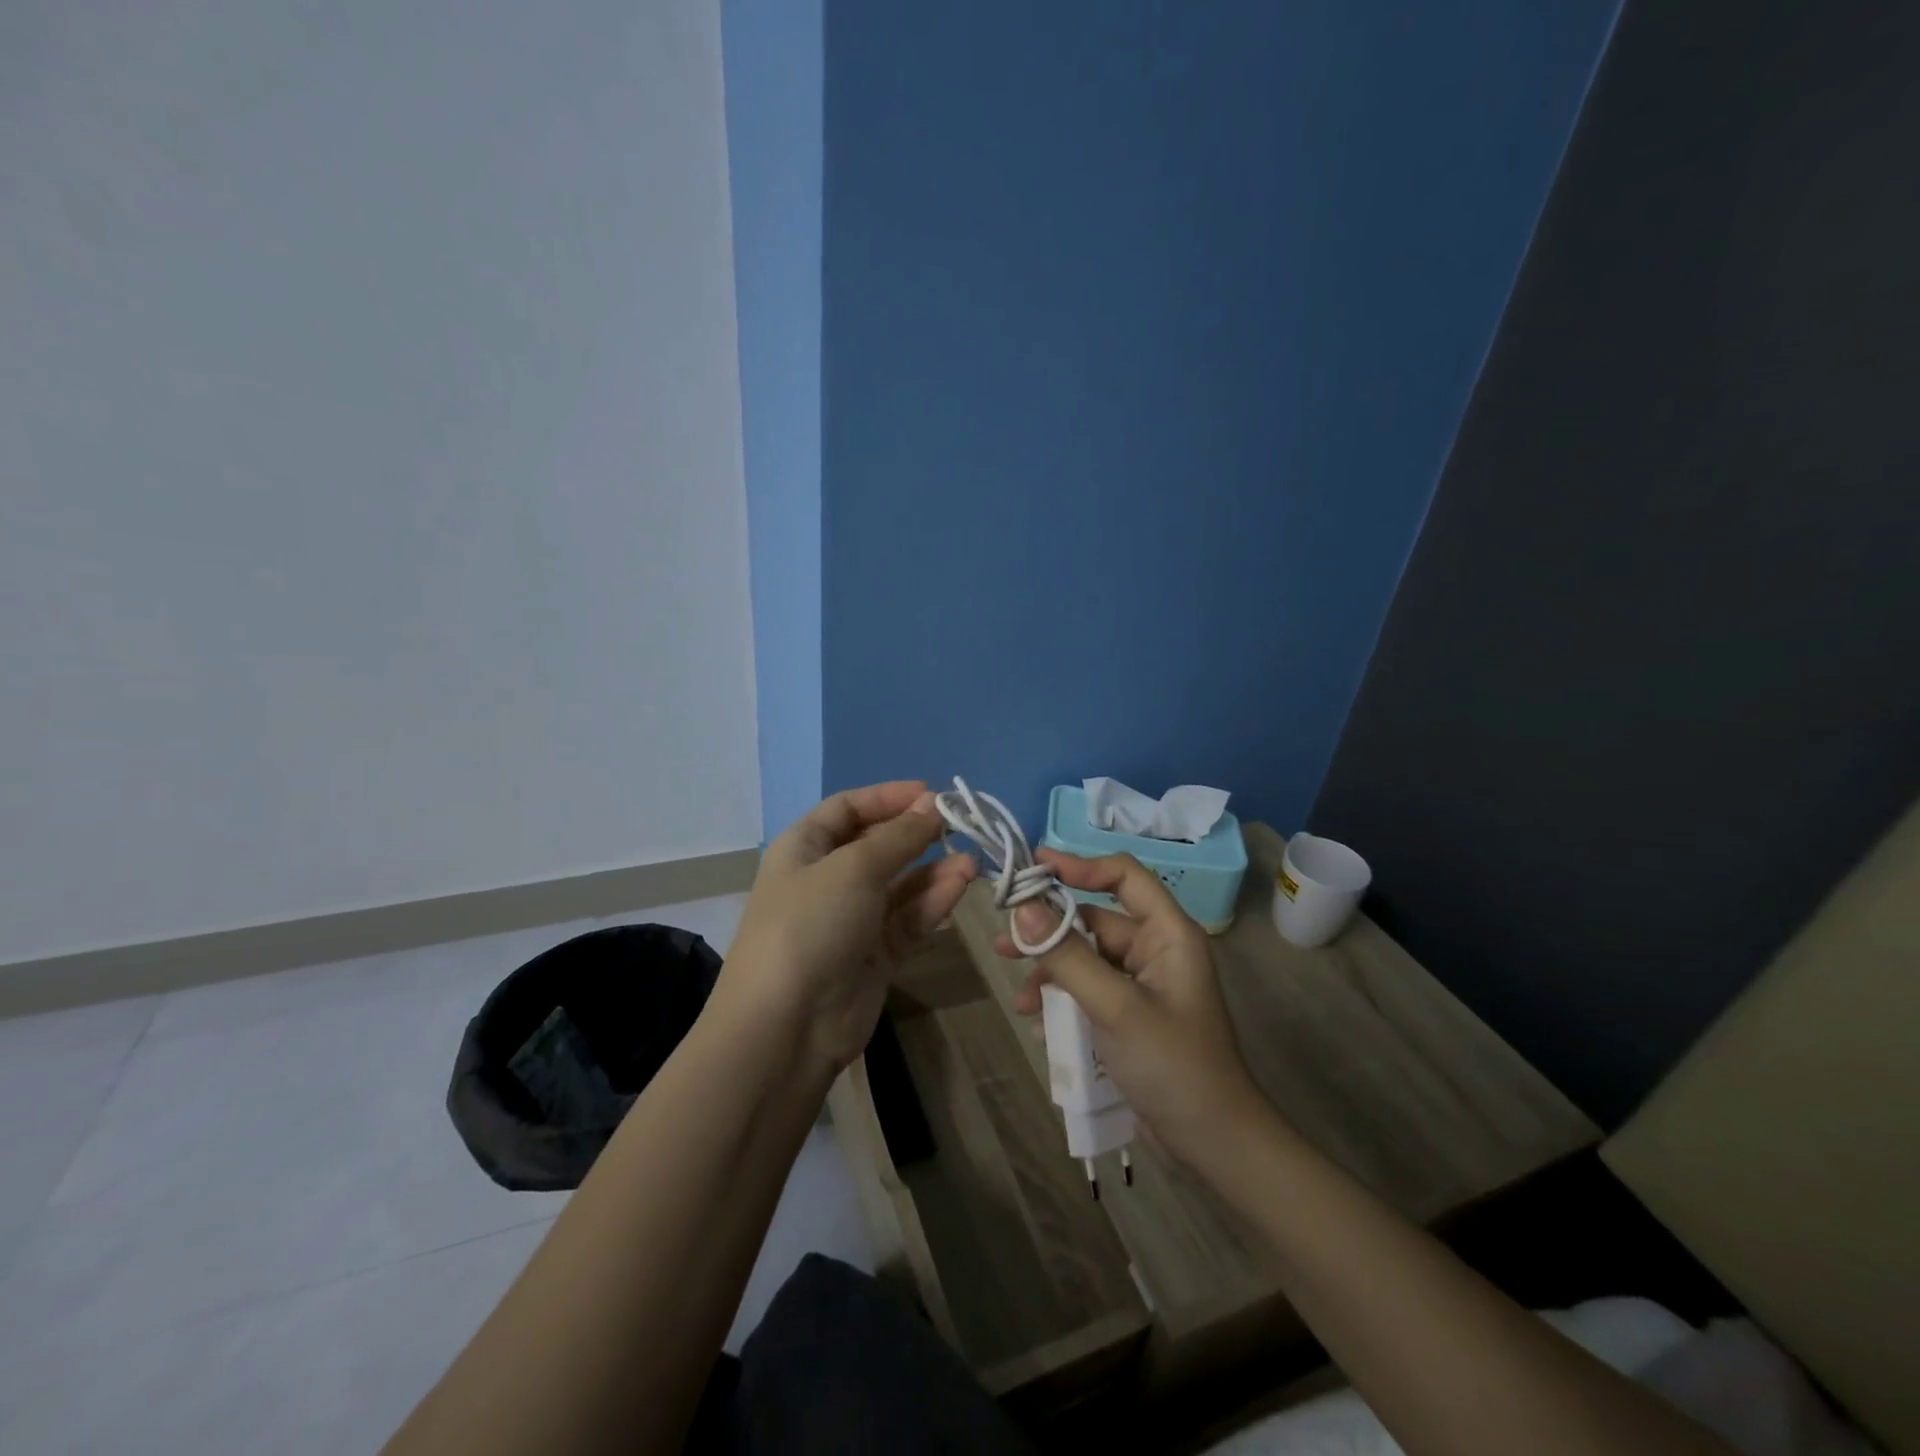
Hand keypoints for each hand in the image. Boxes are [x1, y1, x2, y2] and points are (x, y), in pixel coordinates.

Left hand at [720, 781, 976, 1082]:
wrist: (787, 1025)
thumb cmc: (810, 924)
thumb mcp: (854, 868)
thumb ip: (899, 837)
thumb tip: (932, 806)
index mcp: (804, 848)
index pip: (848, 808)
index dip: (888, 797)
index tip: (932, 793)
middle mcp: (827, 879)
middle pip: (877, 844)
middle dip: (916, 834)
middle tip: (959, 825)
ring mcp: (852, 919)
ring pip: (899, 884)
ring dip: (933, 870)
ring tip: (972, 861)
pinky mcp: (875, 955)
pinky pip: (908, 918)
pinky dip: (933, 901)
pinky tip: (961, 886)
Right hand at [996, 851, 1268, 1168]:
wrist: (1212, 1144)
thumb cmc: (1173, 1065)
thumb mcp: (1115, 1007)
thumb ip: (1068, 955)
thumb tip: (1023, 906)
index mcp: (1167, 933)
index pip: (1123, 876)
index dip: (1079, 865)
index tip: (1034, 867)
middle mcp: (1155, 949)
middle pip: (1094, 919)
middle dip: (1049, 930)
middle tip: (1005, 940)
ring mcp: (1141, 984)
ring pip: (1085, 957)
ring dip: (1050, 969)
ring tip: (1018, 991)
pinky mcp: (1129, 1014)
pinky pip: (1088, 989)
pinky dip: (1062, 998)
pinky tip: (1037, 1019)